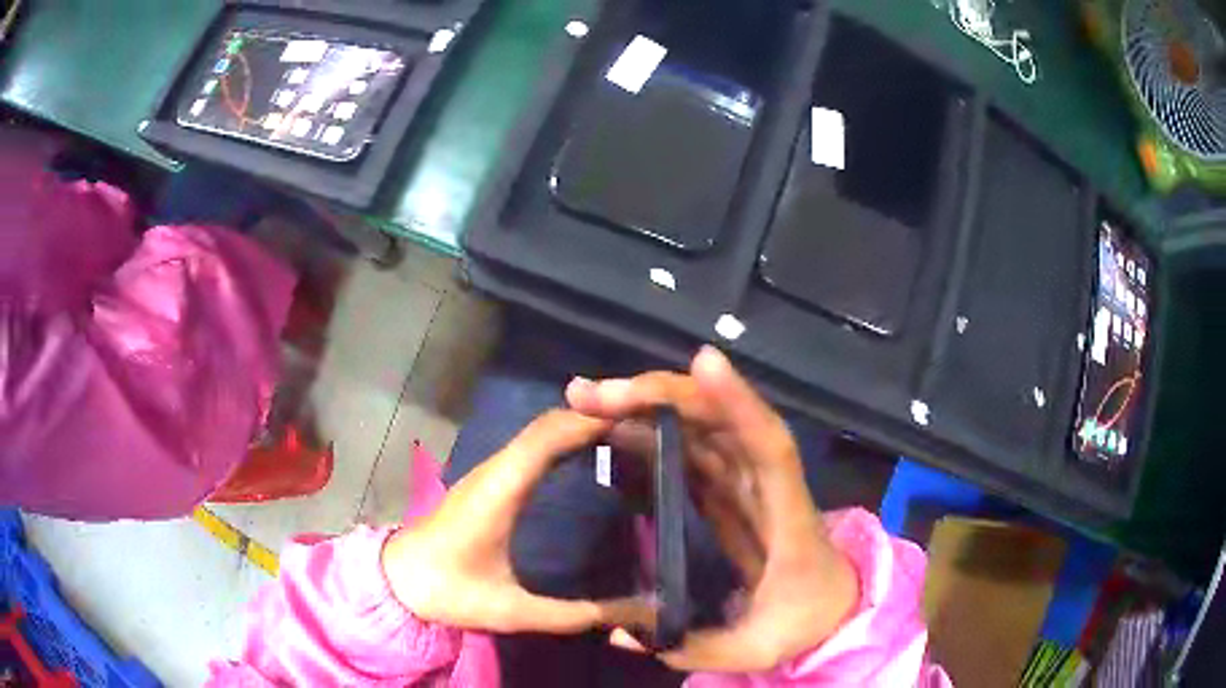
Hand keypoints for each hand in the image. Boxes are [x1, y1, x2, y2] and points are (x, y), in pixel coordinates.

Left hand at [381, 409, 651, 634]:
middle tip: (645, 430)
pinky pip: (530, 446)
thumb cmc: (449, 592)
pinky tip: (588, 455)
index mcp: (499, 492)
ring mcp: (488, 472)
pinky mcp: (487, 481)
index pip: (548, 438)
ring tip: (627, 436)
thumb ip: (575, 615)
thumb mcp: (514, 611)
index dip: (591, 422)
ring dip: (579, 426)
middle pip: (548, 426)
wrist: (397, 581)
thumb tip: (634, 613)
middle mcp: (494, 471)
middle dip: (595, 418)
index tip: (638, 421)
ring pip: (538, 432)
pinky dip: (563, 439)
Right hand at [566, 346, 859, 672]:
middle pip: (725, 424)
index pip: (771, 448)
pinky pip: (696, 454)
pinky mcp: (732, 493)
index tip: (704, 361)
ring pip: (705, 431)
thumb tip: (615, 631)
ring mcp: (749, 486)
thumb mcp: (752, 649)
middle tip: (593, 395)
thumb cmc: (802, 623)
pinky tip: (619, 431)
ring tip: (591, 402)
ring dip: (652, 407)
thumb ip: (690, 647)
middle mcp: (770, 488)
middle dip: (664, 397)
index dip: (741, 403)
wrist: (832, 610)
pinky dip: (658, 435)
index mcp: (790, 520)